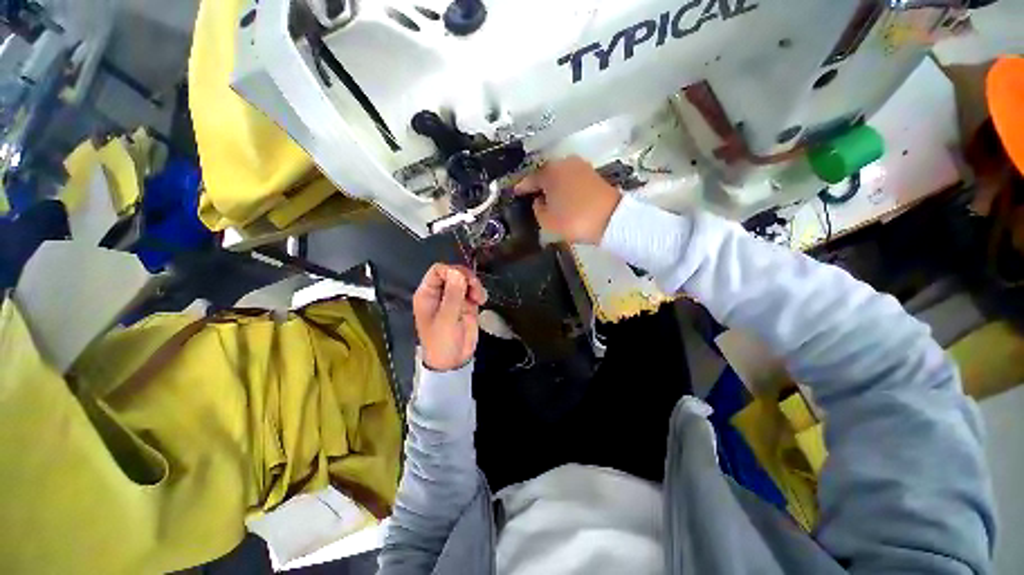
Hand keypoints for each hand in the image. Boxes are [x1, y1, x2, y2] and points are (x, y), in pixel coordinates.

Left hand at [413, 264, 487, 371]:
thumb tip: (457, 272)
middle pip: (454, 272)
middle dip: (466, 278)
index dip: (452, 271)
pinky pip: (474, 290)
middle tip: (475, 290)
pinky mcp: (466, 304)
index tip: (464, 282)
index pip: (438, 271)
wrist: (453, 361)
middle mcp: (440, 293)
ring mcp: (454, 298)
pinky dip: (479, 292)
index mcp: (428, 294)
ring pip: (466, 279)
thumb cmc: (442, 342)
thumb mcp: (446, 319)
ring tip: (479, 298)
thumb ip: (452, 295)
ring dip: (475, 285)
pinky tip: (482, 301)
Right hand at [514, 156, 621, 244]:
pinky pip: (572, 179)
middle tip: (531, 195)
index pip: (530, 179)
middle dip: (538, 184)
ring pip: (560, 175)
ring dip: (553, 185)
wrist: (612, 219)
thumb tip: (539, 200)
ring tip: (548, 197)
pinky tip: (563, 196)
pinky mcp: (593, 174)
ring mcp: (581, 166)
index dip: (522, 187)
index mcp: (550, 172)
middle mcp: (564, 163)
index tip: (515, 192)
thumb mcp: (547, 221)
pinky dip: (565, 186)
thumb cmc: (574, 220)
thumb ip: (537, 209)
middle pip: (546, 173)